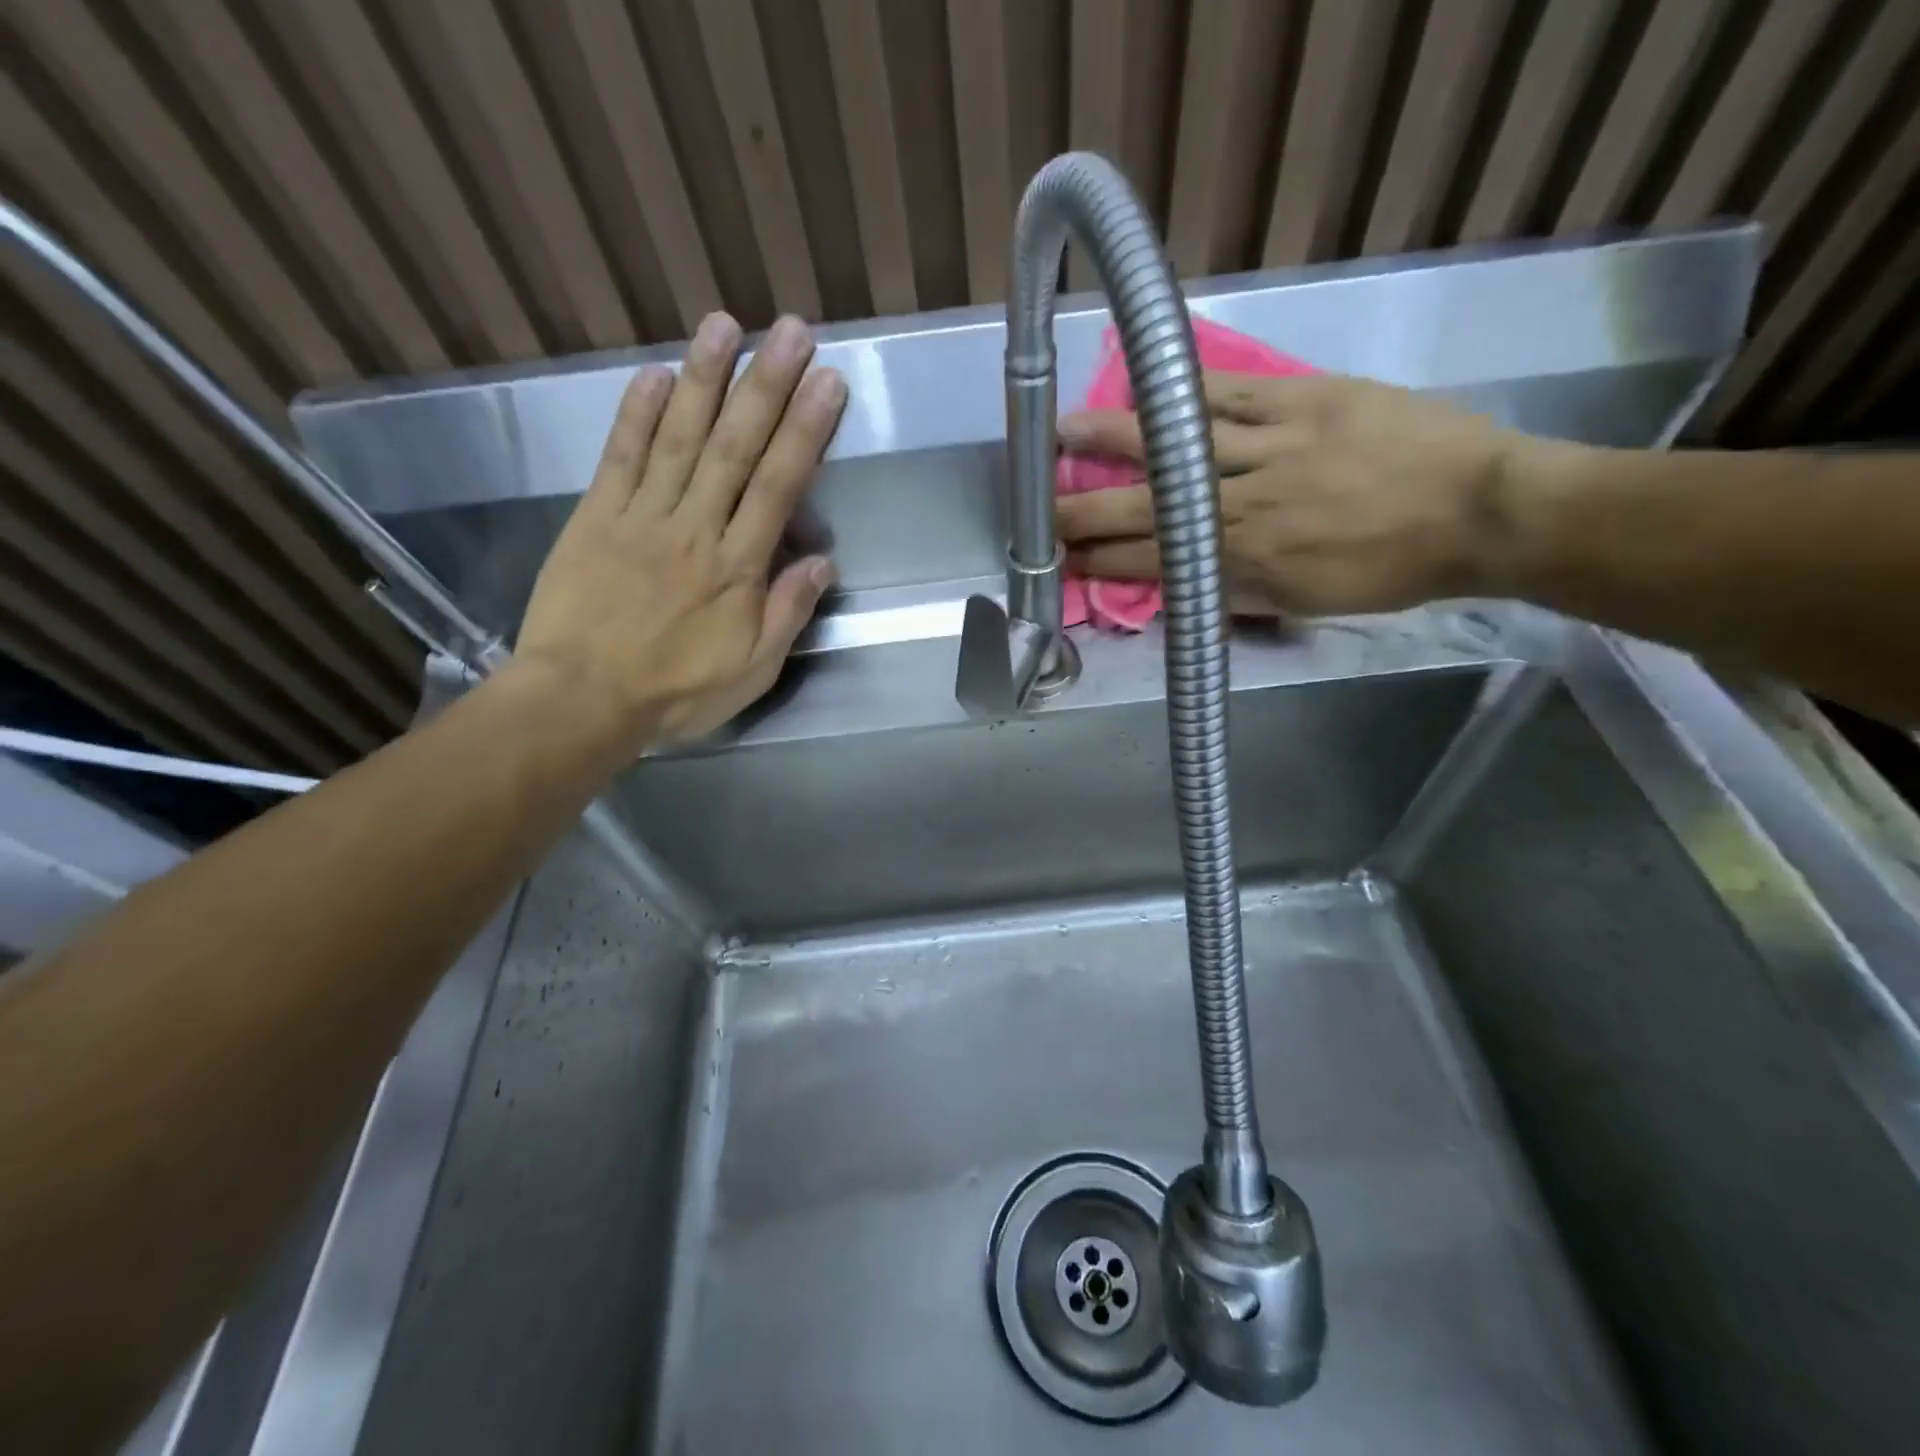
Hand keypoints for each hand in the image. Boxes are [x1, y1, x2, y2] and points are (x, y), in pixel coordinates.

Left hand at [515, 311, 844, 751]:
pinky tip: (654, 374)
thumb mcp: (751, 670)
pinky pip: (620, 458)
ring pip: (678, 438)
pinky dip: (636, 414)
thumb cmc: (676, 693)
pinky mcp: (595, 518)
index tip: (827, 383)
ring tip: (725, 326)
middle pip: (735, 448)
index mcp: (737, 568)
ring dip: (704, 380)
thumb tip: (821, 562)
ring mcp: (641, 518)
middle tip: (791, 331)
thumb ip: (787, 614)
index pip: (778, 487)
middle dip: (766, 386)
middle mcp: (694, 529)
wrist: (580, 701)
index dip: (805, 432)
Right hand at [1056, 371, 1530, 615]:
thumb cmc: (1391, 569)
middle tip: (1041, 516)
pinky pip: (1229, 391)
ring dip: (1114, 442)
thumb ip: (1239, 592)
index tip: (1063, 562)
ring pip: (1176, 445)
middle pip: (1148, 508)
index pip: (1154, 561)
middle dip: (1086, 514)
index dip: (1102, 562)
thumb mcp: (1306, 602)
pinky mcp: (1300, 400)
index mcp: (1246, 561)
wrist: (1481, 511)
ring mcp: (1269, 447)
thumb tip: (1186, 584)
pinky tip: (1142, 377)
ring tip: (1064, 431)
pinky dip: (1181, 386)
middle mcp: (1243, 505)